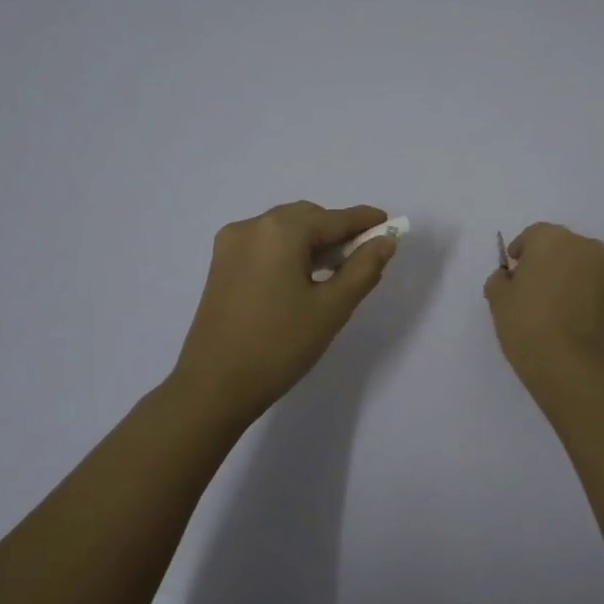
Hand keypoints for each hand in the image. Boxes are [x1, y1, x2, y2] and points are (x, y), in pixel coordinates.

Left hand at [170, 202, 399, 426]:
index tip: (389, 223)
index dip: (364, 221)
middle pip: (306, 218)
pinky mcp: (221, 266)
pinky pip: (265, 245)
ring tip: (336, 270)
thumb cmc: (280, 345)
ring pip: (284, 230)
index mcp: (280, 231)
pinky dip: (289, 251)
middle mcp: (252, 226)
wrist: (214, 386)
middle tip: (364, 255)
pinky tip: (303, 277)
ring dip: (312, 241)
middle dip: (337, 231)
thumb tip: (385, 241)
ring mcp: (231, 245)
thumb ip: (363, 268)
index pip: (334, 218)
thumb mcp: (332, 308)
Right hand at [483, 223, 603, 395]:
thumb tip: (508, 278)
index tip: (511, 273)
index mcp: (551, 238)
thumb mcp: (497, 299)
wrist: (569, 363)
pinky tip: (563, 311)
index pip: (532, 236)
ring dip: (562, 273)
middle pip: (557, 245)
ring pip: (576, 262)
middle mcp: (582, 245)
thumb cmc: (527, 323)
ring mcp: (603, 268)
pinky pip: (589, 281)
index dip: (519, 253)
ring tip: (547, 301)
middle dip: (543, 260)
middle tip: (528, 286)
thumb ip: (499, 279)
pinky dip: (577, 289)